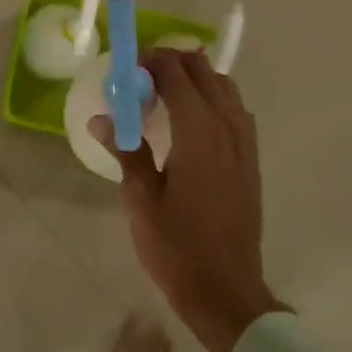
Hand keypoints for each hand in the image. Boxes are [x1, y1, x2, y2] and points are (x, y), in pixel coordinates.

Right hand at [93, 49, 287, 351]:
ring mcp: (245, 144)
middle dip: (174, 63)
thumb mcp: (141, 199)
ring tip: (164, 93)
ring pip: (225, 88)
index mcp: (199, 133)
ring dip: (196, 78)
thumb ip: (126, 151)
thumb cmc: (176, 246)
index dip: (153, 62)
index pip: (178, 75)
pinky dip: (213, 99)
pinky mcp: (250, 160)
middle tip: (141, 76)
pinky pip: (235, 111)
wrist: (225, 290)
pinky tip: (192, 121)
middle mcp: (228, 128)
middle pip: (205, 73)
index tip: (128, 67)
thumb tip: (101, 119)